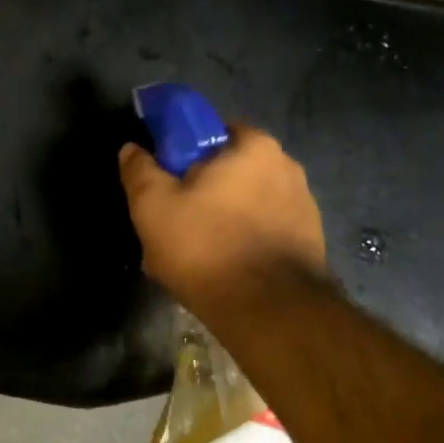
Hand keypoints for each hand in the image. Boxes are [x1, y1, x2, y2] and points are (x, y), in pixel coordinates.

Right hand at [117, 125, 326, 315]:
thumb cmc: (206, 247)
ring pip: (250, 204)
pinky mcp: (311, 242)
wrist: (268, 311)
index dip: (184, 154)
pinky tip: (228, 269)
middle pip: (233, 170)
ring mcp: (305, 206)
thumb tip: (132, 149)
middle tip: (178, 223)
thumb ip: (140, 172)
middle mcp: (287, 166)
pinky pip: (267, 232)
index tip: (168, 183)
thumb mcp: (153, 208)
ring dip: (228, 219)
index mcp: (253, 146)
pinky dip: (247, 243)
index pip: (212, 131)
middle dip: (207, 191)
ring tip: (201, 255)